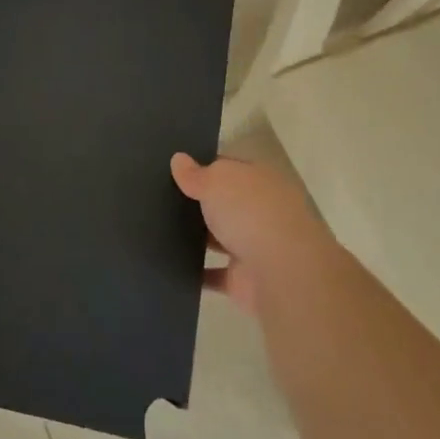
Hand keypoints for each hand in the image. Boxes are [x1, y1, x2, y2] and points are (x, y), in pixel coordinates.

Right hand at [171, 152, 335, 312]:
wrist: (282, 273)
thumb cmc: (250, 213)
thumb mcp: (217, 181)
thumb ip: (196, 174)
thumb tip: (178, 159)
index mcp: (260, 180)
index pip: (230, 168)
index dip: (204, 167)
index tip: (174, 170)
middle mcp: (260, 210)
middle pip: (225, 203)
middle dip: (199, 203)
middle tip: (158, 199)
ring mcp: (254, 246)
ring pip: (219, 238)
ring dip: (197, 238)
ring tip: (157, 230)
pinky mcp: (243, 279)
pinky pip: (213, 273)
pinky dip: (197, 272)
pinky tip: (170, 265)